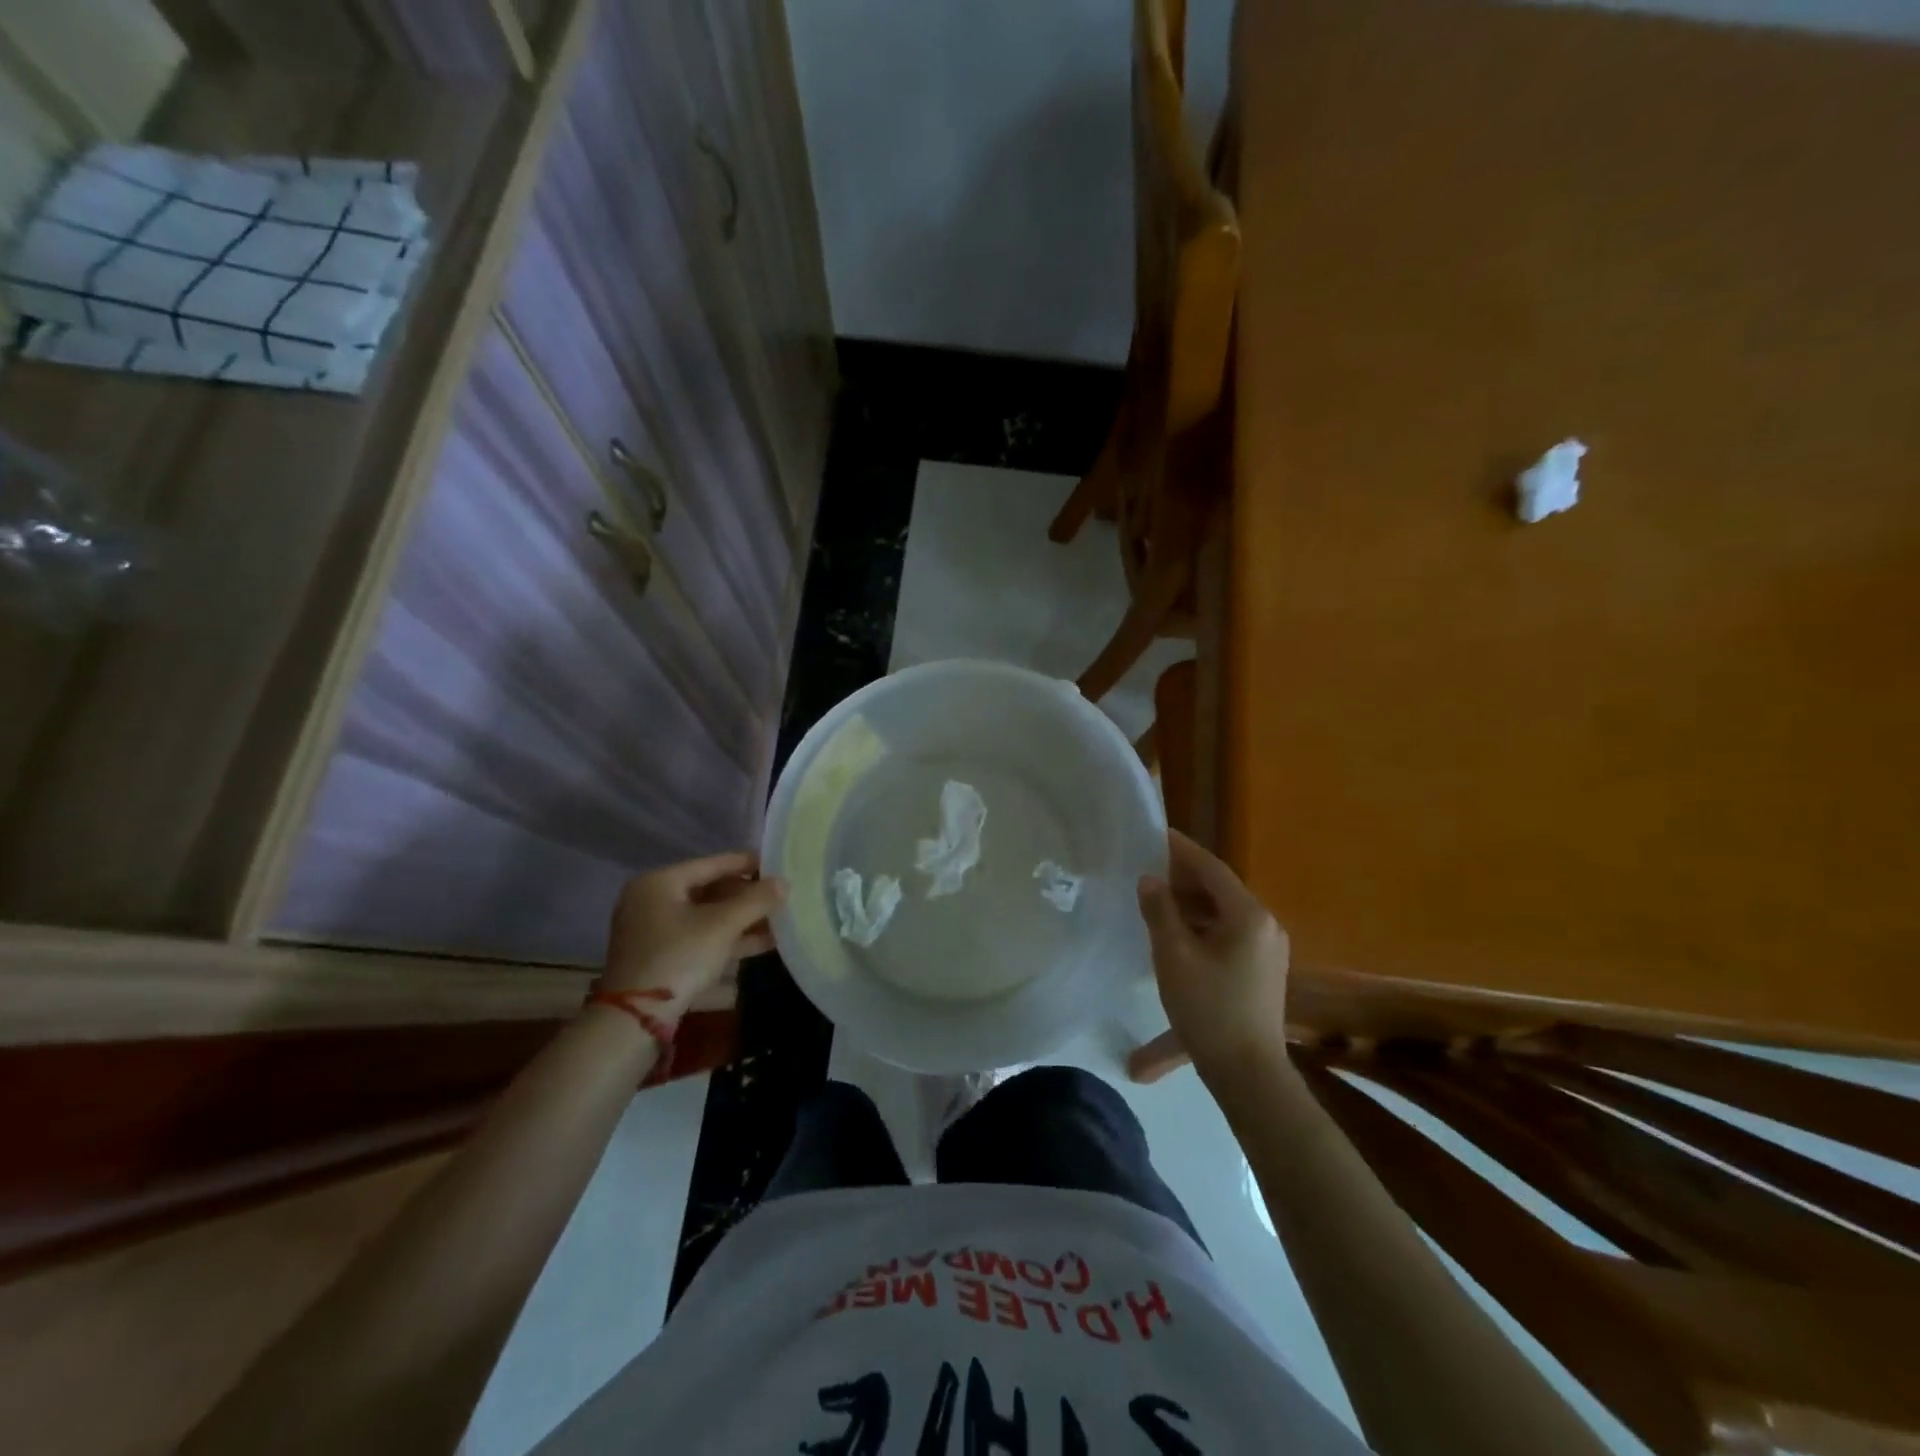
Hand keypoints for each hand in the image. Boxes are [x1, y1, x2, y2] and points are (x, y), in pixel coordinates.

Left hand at [601, 853, 785, 1013]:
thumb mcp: (722, 926)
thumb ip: (756, 900)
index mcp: (659, 882)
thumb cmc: (678, 957)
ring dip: (742, 920)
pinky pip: (701, 937)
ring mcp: (655, 931)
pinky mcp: (662, 957)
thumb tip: (784, 882)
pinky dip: (728, 939)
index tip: (778, 865)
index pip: (712, 864)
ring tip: (780, 921)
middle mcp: (652, 901)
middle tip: (781, 898)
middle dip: (747, 897)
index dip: (748, 864)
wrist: (635, 1020)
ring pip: (707, 917)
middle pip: (710, 890)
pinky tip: (763, 943)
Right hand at [1137, 830, 1290, 1087]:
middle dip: (1184, 877)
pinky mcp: (1262, 970)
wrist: (1248, 1074)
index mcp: (1248, 915)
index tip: (1157, 833)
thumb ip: (1160, 911)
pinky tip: (1176, 934)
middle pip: (1220, 889)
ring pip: (1224, 913)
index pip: (1211, 868)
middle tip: (1148, 866)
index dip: (1182, 850)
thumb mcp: (1174, 956)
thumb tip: (1150, 879)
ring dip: (1191, 903)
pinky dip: (1202, 926)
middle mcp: (1265, 925)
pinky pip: (1229, 933)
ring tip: (1155, 898)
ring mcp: (1268, 949)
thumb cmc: (1208, 1009)